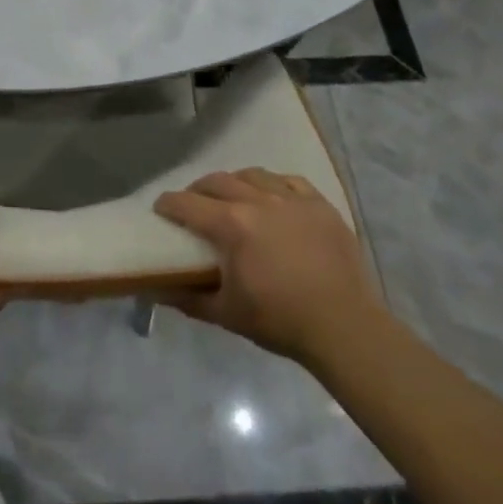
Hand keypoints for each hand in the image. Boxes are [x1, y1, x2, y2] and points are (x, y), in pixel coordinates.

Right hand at [155, 168, 379, 364]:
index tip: (160, 209)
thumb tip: (156, 289)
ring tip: (232, 196)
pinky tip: (272, 196)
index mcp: (231, 225)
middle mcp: (257, 200)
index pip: (187, 204)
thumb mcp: (227, 314)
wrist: (346, 328)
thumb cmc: (281, 321)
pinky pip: (289, 180)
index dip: (168, 204)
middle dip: (198, 190)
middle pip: (217, 181)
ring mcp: (291, 199)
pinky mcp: (319, 204)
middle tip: (193, 204)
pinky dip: (273, 184)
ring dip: (235, 182)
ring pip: (252, 175)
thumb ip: (188, 298)